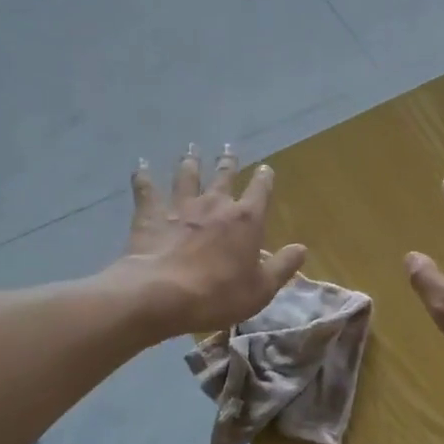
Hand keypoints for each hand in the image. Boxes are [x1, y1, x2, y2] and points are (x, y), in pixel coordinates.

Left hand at [116, 145, 308, 336]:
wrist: (162, 294)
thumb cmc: (218, 294)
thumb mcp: (261, 289)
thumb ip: (282, 267)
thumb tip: (302, 248)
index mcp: (246, 219)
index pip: (260, 190)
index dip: (265, 178)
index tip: (266, 169)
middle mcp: (215, 204)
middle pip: (224, 176)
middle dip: (228, 162)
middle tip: (228, 150)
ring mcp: (181, 206)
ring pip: (187, 175)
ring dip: (190, 162)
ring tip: (191, 150)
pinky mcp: (151, 214)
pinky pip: (146, 189)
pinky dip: (143, 176)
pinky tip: (140, 165)